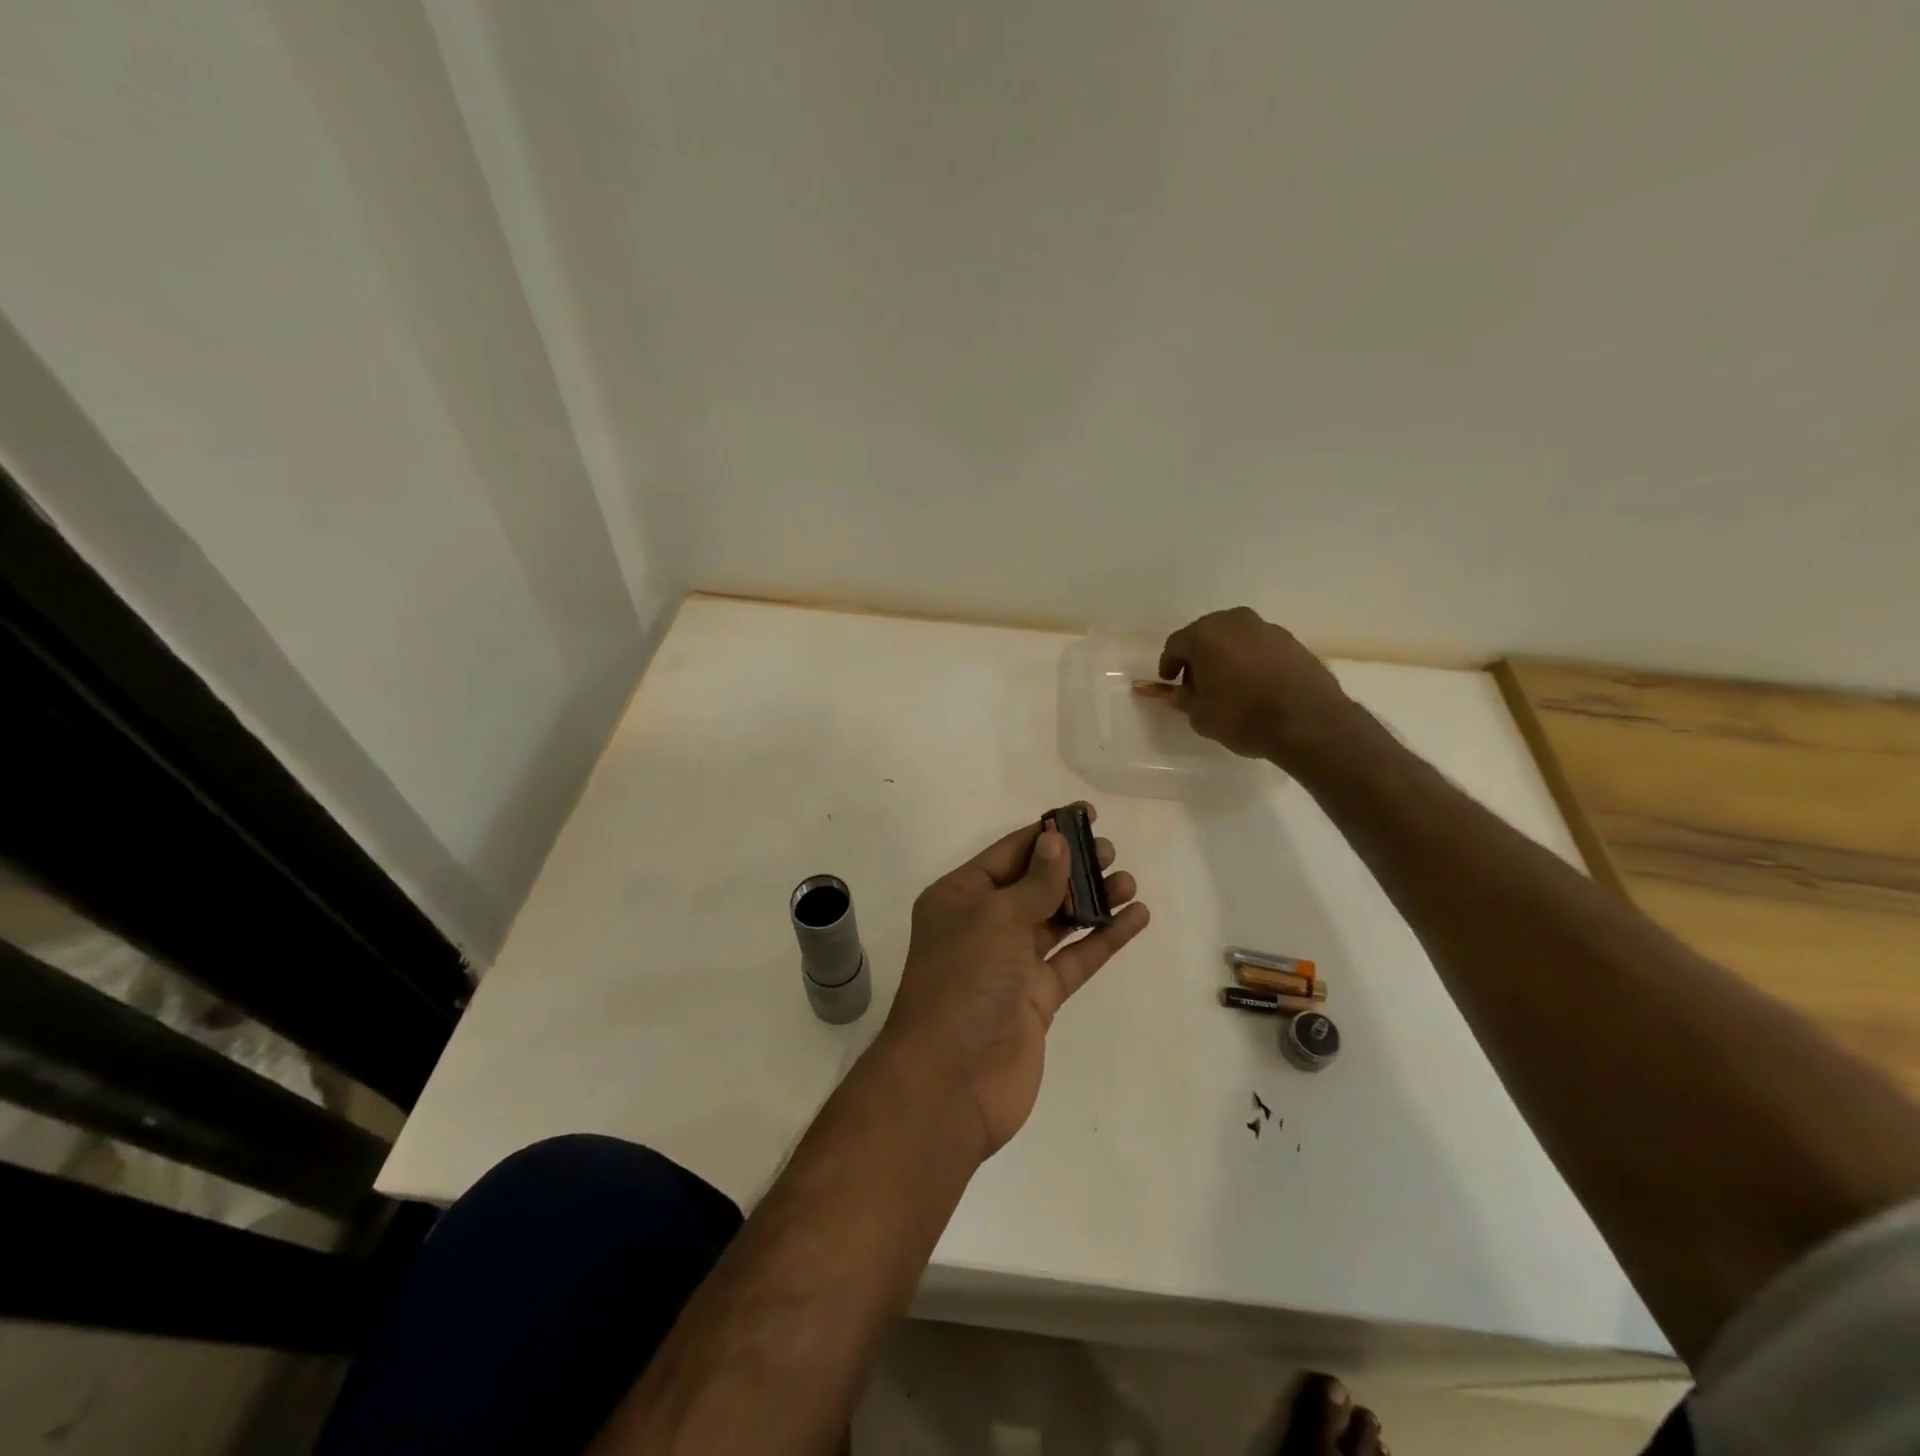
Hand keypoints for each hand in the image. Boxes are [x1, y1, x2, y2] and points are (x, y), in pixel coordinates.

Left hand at [880, 809, 1148, 1158]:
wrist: (950, 1082)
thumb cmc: (963, 982)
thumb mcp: (995, 919)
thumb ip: (1035, 882)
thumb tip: (1057, 840)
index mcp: (960, 898)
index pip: (1009, 854)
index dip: (1047, 834)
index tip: (1086, 816)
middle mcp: (983, 925)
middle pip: (1035, 885)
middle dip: (1073, 867)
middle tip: (1111, 852)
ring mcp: (1010, 964)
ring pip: (1057, 921)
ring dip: (1092, 900)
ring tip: (1128, 882)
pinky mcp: (1036, 999)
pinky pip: (1073, 959)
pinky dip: (1102, 939)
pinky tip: (1134, 918)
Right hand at [1159, 607, 1362, 766]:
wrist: (1307, 721)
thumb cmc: (1242, 716)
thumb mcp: (1200, 716)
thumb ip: (1185, 699)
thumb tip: (1181, 692)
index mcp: (1204, 635)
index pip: (1176, 644)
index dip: (1169, 664)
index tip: (1169, 681)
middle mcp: (1234, 622)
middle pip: (1206, 634)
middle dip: (1198, 656)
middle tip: (1196, 681)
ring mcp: (1266, 628)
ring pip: (1235, 638)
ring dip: (1226, 656)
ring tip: (1227, 683)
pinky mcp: (1292, 641)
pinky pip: (1259, 647)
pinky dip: (1251, 660)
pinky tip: (1254, 683)